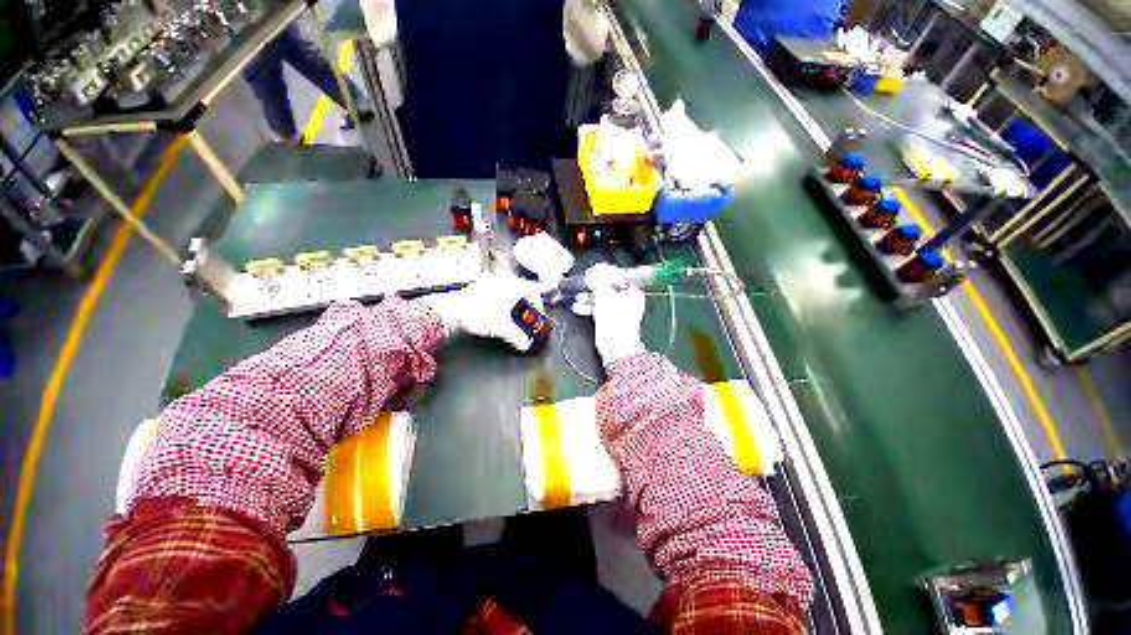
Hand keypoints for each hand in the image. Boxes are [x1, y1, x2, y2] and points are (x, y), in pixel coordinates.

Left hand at [418, 274, 544, 351]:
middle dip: (526, 304)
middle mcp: (503, 281)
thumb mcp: (503, 329)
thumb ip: (518, 338)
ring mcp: (489, 282)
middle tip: (525, 316)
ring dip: (513, 302)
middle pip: (522, 289)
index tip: (537, 314)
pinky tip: (496, 312)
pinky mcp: (478, 286)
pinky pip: (496, 291)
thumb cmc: (478, 314)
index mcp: (513, 287)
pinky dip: (500, 300)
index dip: (538, 304)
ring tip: (511, 315)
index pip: (533, 291)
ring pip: (508, 289)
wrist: (451, 311)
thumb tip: (524, 344)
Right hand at [585, 264, 645, 365]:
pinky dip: (591, 305)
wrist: (616, 349)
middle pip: (611, 286)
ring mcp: (620, 310)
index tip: (594, 270)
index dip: (606, 271)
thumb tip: (591, 272)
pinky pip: (600, 308)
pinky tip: (580, 305)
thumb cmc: (615, 323)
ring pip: (604, 297)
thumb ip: (598, 283)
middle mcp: (629, 300)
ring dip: (591, 295)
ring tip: (579, 294)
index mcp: (633, 293)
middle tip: (585, 280)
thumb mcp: (605, 298)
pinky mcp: (611, 320)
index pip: (620, 275)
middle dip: (596, 283)